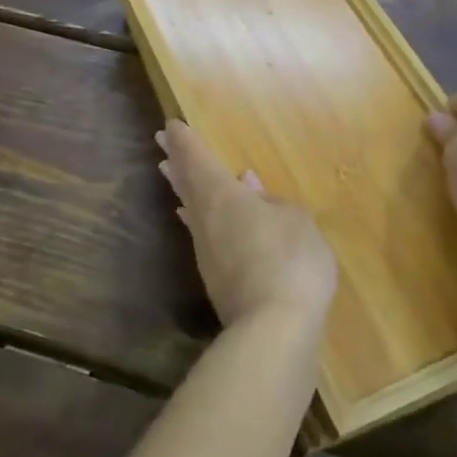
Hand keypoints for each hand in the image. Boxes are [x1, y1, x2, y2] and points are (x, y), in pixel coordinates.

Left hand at [157, 121, 337, 330]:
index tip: (171, 126)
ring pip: (188, 207)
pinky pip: (198, 232)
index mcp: (222, 195)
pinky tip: (191, 219)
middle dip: (174, 159)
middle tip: (161, 142)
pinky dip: (192, 216)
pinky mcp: (214, 277)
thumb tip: (248, 185)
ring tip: (169, 171)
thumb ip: (272, 201)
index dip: (185, 141)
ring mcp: (206, 250)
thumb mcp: (296, 221)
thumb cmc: (289, 261)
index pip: (197, 159)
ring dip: (179, 186)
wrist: (274, 330)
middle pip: (185, 181)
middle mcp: (205, 218)